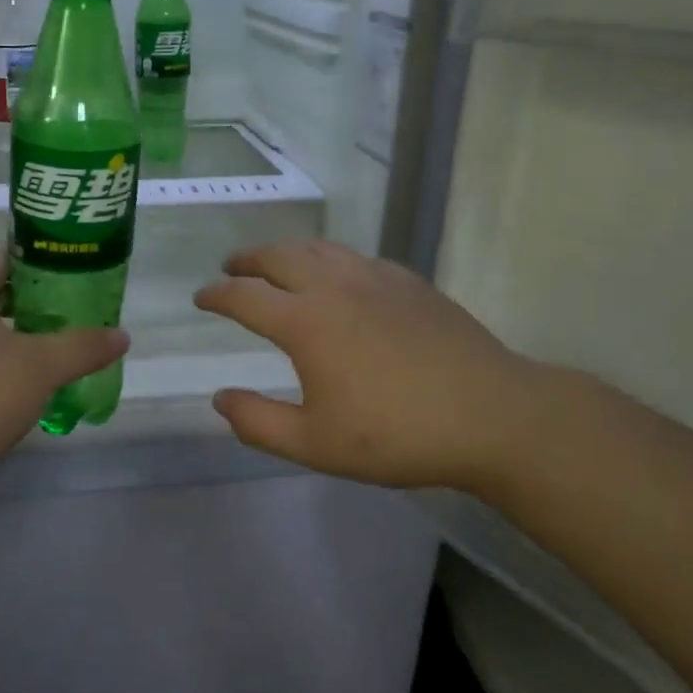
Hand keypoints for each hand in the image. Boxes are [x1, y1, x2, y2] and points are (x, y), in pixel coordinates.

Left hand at [0, 251, 128, 503]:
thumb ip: (82, 347)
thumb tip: (122, 335)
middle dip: (29, 302)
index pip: (2, 258)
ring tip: (47, 347)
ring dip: (9, 333)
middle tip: (67, 313)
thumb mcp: (40, 368)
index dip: (38, 263)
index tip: (69, 276)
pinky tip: (14, 382)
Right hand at [194, 240, 549, 491]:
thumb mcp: (315, 444)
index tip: (201, 297)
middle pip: (279, 257)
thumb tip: (219, 399)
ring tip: (276, 261)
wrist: (492, 415)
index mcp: (305, 323)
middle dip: (248, 259)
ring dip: (287, 251)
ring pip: (320, 249)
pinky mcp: (410, 283)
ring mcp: (376, 279)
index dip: (217, 294)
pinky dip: (332, 259)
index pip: (245, 296)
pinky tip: (340, 275)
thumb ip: (258, 422)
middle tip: (232, 267)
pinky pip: (357, 258)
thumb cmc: (396, 435)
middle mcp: (334, 287)